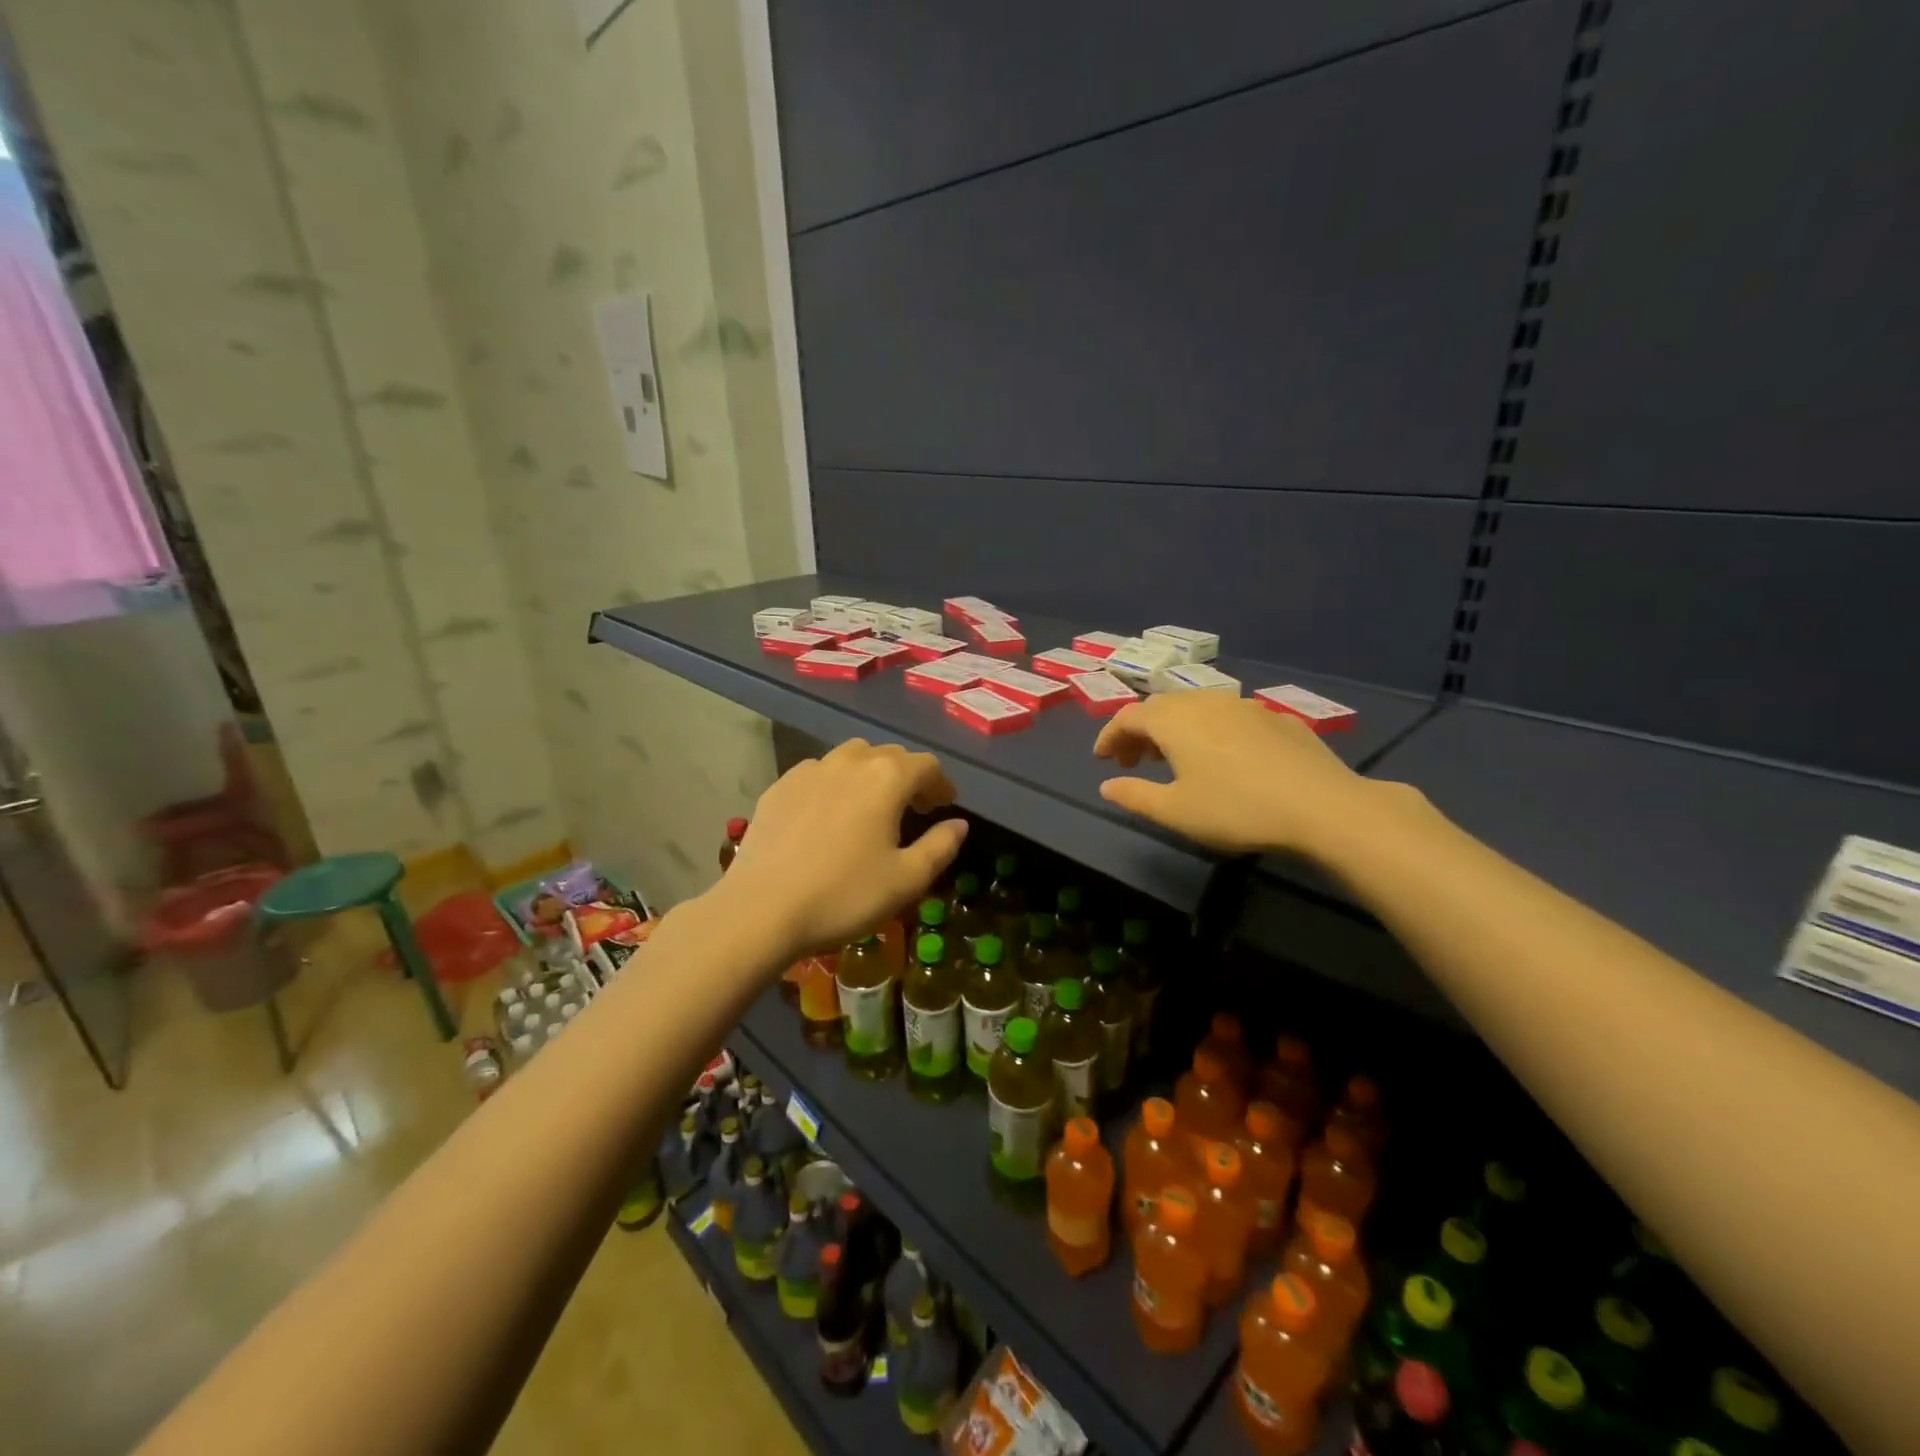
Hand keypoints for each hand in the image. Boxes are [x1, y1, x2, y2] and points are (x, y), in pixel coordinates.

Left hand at [720, 739, 968, 957]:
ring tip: (871, 805)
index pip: (926, 765)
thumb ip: (941, 846)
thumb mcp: (907, 880)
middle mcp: (849, 762)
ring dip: (870, 774)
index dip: (941, 784)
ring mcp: (809, 770)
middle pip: (889, 755)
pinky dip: (834, 784)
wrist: (761, 910)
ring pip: (851, 757)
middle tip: (914, 807)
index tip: (944, 806)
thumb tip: (959, 824)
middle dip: (908, 776)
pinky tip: (829, 814)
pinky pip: (818, 773)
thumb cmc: (844, 895)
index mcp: (887, 778)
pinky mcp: (779, 787)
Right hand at [1094, 694, 1371, 856]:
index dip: (1109, 736)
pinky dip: (1212, 730)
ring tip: (1176, 757)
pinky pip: (1230, 716)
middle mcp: (1206, 701)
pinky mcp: (1278, 718)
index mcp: (1175, 720)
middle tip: (1134, 761)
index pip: (1128, 717)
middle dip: (1141, 731)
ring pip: (1198, 707)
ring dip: (1176, 728)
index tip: (1101, 759)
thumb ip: (1135, 796)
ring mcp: (1246, 706)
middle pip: (1162, 707)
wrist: (1322, 807)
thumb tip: (1107, 786)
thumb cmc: (1236, 809)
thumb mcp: (1176, 811)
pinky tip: (1225, 757)